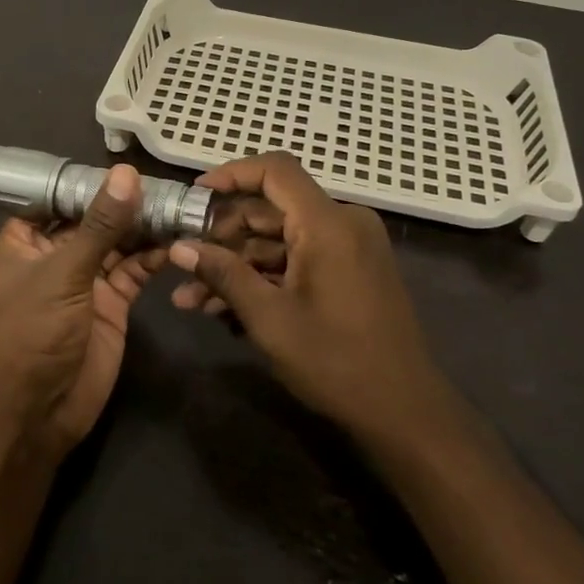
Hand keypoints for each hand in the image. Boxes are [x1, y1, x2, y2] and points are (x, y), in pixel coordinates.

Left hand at [0, 164, 151, 457]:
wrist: (40, 411)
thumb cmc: (34, 332)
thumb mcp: (64, 272)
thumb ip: (100, 225)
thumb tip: (126, 173)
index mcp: (23, 243)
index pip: (54, 198)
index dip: (85, 181)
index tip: (123, 161)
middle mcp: (54, 256)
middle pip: (92, 219)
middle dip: (123, 202)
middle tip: (164, 182)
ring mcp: (84, 280)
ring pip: (117, 243)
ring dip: (143, 227)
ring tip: (178, 205)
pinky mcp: (111, 303)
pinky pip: (134, 271)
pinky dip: (154, 256)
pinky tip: (178, 240)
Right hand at [165, 152, 442, 442]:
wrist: (405, 413)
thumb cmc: (336, 362)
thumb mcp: (269, 318)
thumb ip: (223, 275)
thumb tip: (178, 247)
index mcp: (328, 224)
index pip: (275, 170)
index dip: (230, 175)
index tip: (194, 198)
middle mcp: (343, 224)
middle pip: (271, 209)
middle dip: (222, 238)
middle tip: (183, 263)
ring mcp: (348, 249)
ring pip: (279, 241)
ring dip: (236, 266)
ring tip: (190, 299)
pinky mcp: (349, 272)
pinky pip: (297, 260)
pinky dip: (263, 278)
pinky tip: (223, 310)